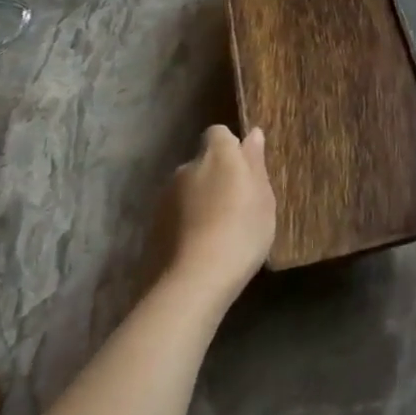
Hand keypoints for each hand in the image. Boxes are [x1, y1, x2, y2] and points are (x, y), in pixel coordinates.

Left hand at [148, 125, 276, 309]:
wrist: (194, 281)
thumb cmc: (241, 231)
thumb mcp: (263, 197)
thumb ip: (255, 163)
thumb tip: (252, 134)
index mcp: (217, 154)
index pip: (218, 133)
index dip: (230, 148)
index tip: (243, 170)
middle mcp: (187, 167)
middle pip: (202, 162)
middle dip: (214, 176)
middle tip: (234, 205)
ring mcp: (165, 197)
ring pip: (186, 190)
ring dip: (198, 201)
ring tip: (215, 232)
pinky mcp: (152, 226)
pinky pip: (174, 215)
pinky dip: (184, 224)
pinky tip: (198, 248)